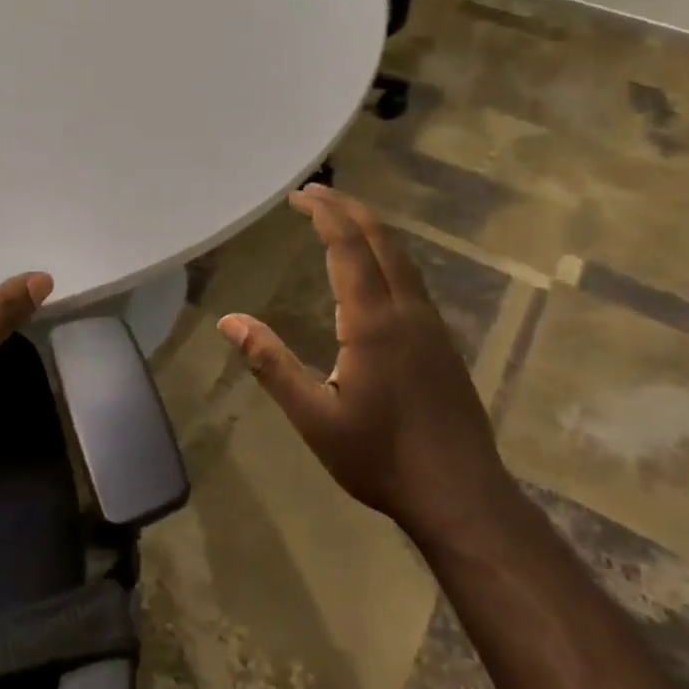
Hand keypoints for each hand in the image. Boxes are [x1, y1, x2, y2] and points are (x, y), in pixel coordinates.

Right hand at [217, 186, 508, 531]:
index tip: (297, 197)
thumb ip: (271, 364)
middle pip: (381, 240)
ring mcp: (431, 324)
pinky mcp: (442, 341)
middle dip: (347, 208)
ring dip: (370, 229)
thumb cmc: (379, 457)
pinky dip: (386, 254)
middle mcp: (407, 311)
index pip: (349, 248)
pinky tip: (372, 271)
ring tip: (339, 219)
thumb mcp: (313, 417)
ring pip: (402, 257)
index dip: (324, 215)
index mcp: (373, 322)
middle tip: (313, 194)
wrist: (459, 494)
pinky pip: (411, 278)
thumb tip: (229, 321)